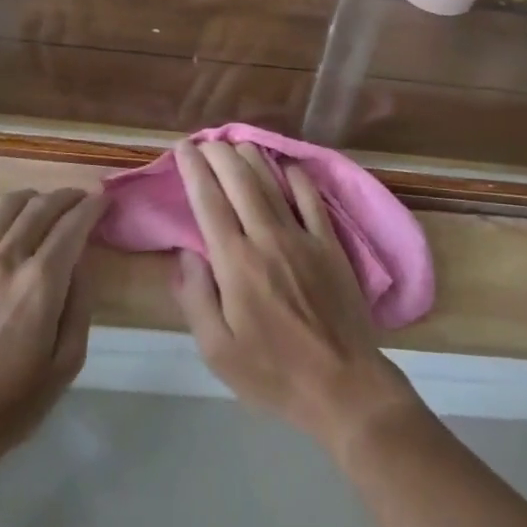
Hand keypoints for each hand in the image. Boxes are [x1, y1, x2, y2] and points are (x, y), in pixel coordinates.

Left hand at [0, 188, 103, 497]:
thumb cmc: (11, 406)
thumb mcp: (66, 364)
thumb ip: (80, 305)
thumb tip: (82, 262)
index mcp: (41, 284)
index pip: (73, 224)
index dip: (92, 206)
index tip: (103, 200)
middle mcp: (6, 261)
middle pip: (41, 207)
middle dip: (66, 196)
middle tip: (80, 199)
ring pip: (4, 206)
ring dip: (29, 198)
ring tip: (41, 205)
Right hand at [171, 140, 420, 459]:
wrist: (343, 385)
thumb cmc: (272, 373)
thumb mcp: (217, 351)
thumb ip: (195, 298)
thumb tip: (186, 253)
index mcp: (236, 262)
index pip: (208, 201)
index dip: (194, 169)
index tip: (183, 148)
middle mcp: (267, 237)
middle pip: (239, 180)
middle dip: (219, 154)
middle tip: (205, 141)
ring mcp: (303, 236)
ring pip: (272, 182)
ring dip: (251, 157)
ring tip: (236, 143)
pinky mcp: (330, 243)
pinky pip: (311, 197)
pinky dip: (295, 175)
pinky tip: (285, 165)